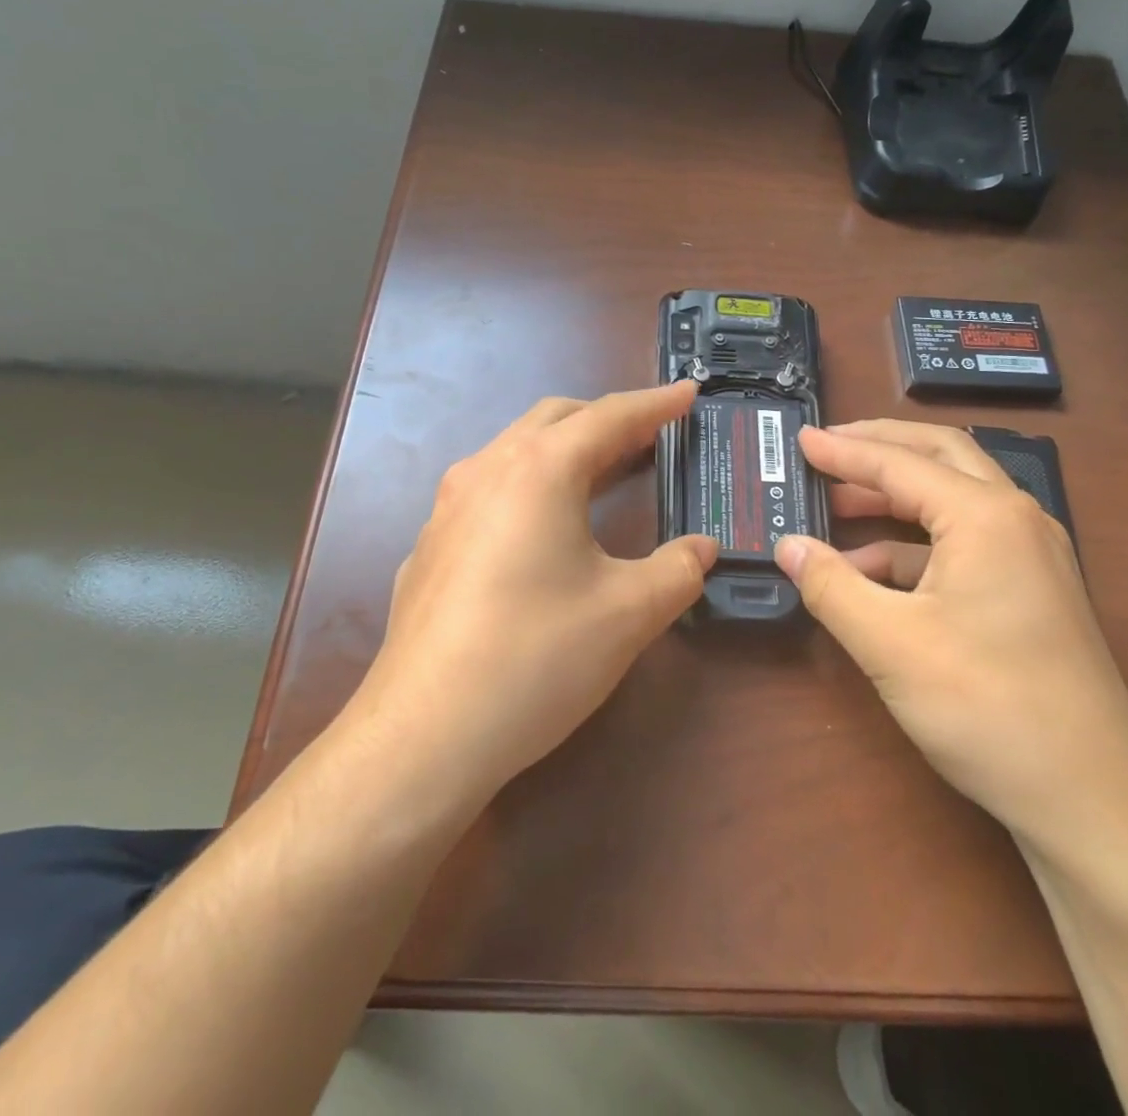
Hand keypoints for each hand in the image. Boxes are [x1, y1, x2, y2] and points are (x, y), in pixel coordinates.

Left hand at [344, 381, 716, 803]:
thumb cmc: (536, 657)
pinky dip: (529, 487)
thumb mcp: (628, 613)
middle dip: (606, 418)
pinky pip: (488, 492)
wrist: (424, 734)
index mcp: (539, 470)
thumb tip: (703, 548)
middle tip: (649, 435)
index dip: (656, 403)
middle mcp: (487, 471)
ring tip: (601, 470)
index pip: (609, 416)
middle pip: (555, 419)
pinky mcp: (430, 547)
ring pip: (515, 451)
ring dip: (564, 449)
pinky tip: (540, 531)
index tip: (689, 393)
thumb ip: (677, 570)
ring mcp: (448, 508)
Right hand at [774, 420, 1127, 857]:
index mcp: (986, 516)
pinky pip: (964, 544)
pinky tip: (872, 571)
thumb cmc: (987, 708)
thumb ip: (831, 586)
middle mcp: (1016, 519)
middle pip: (941, 456)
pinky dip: (914, 545)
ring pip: (954, 499)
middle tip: (827, 447)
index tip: (800, 439)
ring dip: (895, 496)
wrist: (1092, 800)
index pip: (900, 464)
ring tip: (837, 505)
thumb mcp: (891, 644)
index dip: (844, 450)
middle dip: (881, 446)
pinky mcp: (1031, 591)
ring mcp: (1030, 555)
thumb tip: (788, 546)